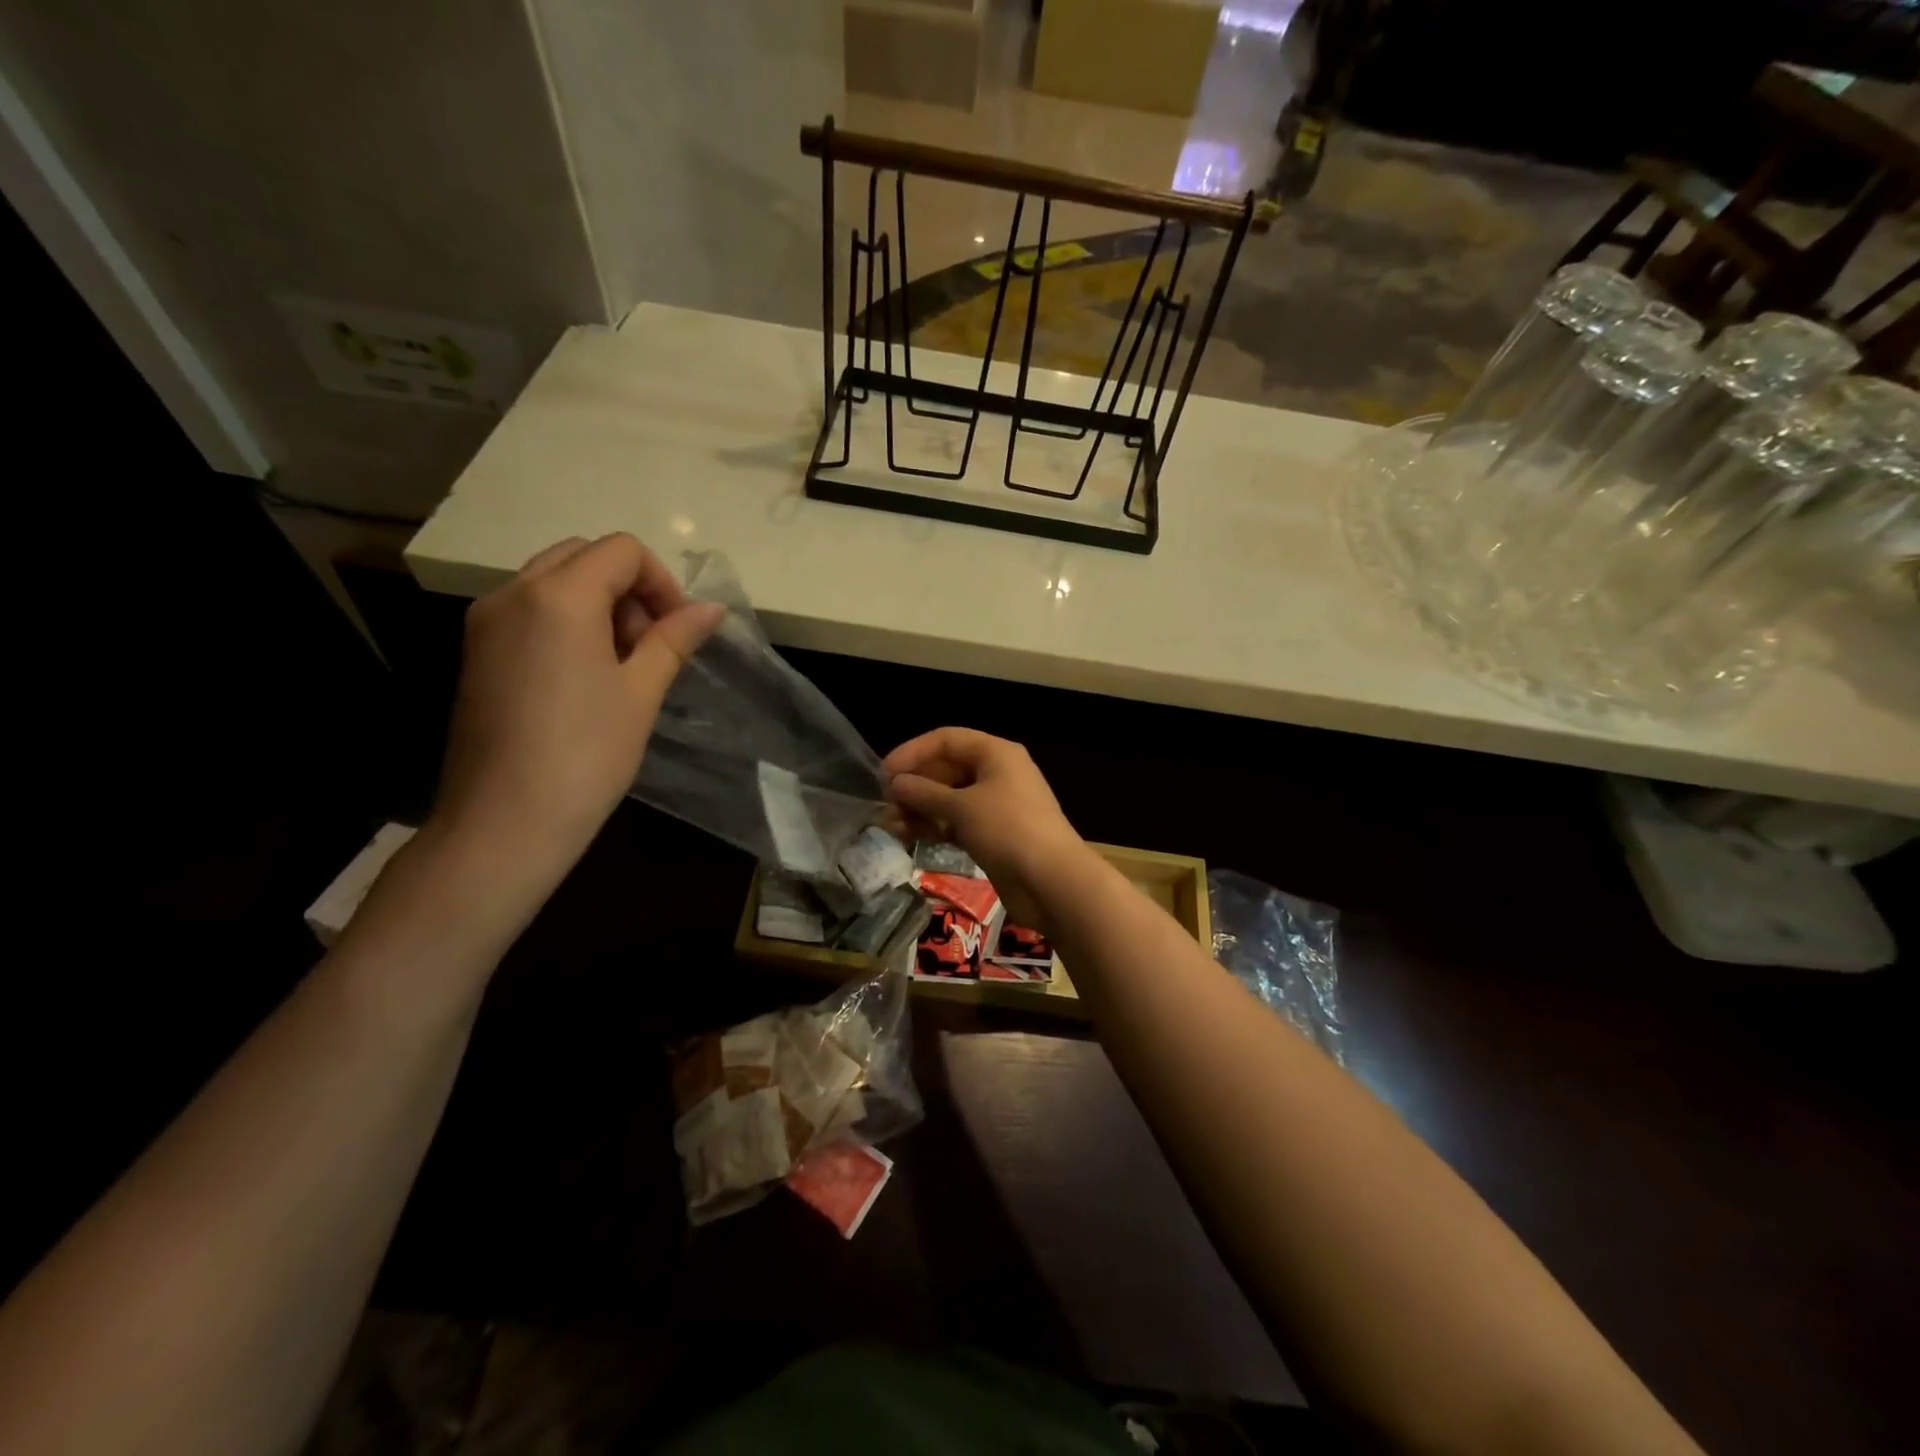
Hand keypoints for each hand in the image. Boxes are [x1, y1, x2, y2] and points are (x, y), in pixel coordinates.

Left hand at [431, 534, 722, 910]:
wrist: (504, 821)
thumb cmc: (586, 754)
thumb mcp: (641, 692)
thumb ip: (674, 639)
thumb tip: (712, 608)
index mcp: (559, 597)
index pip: (621, 551)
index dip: (661, 582)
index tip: (678, 630)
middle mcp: (514, 593)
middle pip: (582, 555)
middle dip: (627, 587)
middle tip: (649, 643)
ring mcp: (486, 620)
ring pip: (552, 579)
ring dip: (597, 601)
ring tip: (620, 663)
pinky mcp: (476, 650)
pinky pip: (528, 608)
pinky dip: (565, 620)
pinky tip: (584, 675)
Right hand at [883, 728, 1086, 928]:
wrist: (1052, 881)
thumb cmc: (1008, 830)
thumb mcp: (961, 807)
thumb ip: (924, 793)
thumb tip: (896, 783)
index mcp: (996, 753)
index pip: (947, 740)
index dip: (913, 752)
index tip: (884, 773)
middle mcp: (998, 774)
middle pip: (948, 769)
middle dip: (915, 785)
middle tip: (886, 805)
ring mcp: (997, 805)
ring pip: (951, 798)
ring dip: (921, 809)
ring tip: (892, 826)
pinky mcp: (995, 835)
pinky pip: (959, 822)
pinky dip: (936, 826)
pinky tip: (911, 837)